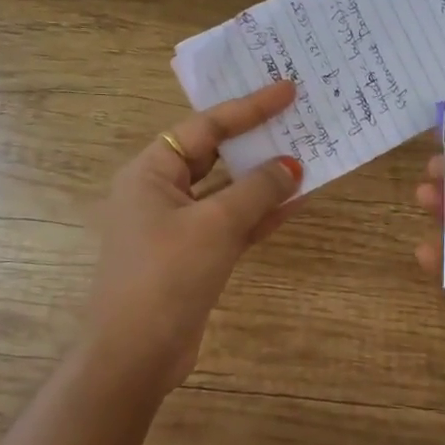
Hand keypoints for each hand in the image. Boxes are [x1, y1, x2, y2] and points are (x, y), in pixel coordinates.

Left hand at [83, 81, 304, 393]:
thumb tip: (292, 164)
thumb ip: (257, 189)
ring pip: (228, 190)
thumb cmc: (167, 275)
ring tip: (308, 156)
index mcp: (151, 171)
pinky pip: (232, 223)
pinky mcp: (194, 255)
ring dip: (265, 179)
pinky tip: (297, 202)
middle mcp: (161, 192)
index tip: (287, 90)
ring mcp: (177, 226)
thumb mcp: (216, 225)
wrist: (135, 354)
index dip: (249, 107)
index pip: (205, 127)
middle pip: (215, 154)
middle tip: (299, 118)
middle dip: (257, 140)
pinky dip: (261, 213)